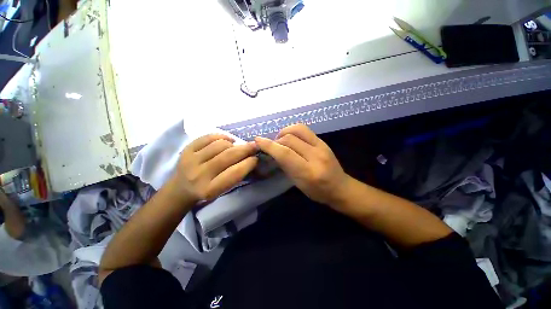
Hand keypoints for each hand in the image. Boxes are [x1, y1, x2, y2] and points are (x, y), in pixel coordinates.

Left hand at [171, 134, 257, 202]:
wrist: (182, 188)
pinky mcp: (187, 149)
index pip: (235, 172)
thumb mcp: (223, 189)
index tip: (256, 158)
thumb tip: (252, 157)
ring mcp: (191, 160)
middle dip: (245, 149)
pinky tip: (228, 141)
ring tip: (237, 146)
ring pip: (220, 145)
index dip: (249, 163)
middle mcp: (199, 174)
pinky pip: (209, 137)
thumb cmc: (208, 190)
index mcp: (210, 189)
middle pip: (228, 156)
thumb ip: (237, 175)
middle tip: (254, 146)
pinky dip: (222, 137)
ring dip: (233, 144)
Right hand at [255, 124, 350, 205]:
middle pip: (289, 139)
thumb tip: (274, 151)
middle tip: (273, 147)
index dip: (269, 146)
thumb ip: (285, 166)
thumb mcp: (298, 183)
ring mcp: (322, 146)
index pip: (285, 154)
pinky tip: (290, 138)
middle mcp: (316, 156)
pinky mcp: (323, 141)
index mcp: (309, 172)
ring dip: (284, 132)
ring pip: (297, 129)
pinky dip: (293, 131)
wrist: (340, 187)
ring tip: (281, 140)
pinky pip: (304, 130)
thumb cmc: (317, 191)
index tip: (258, 140)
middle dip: (276, 141)